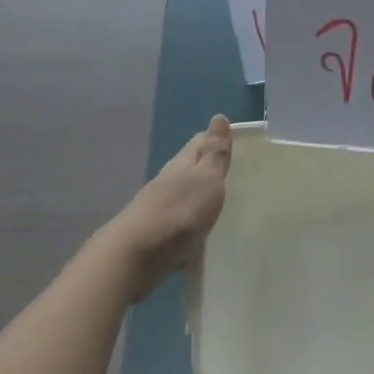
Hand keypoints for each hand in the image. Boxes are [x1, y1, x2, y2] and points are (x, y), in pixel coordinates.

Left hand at [101, 115, 232, 299]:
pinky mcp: (157, 236)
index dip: (216, 139)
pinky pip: (180, 224)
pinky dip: (192, 224)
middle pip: (190, 169)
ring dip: (200, 196)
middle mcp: (168, 182)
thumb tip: (219, 117)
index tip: (236, 141)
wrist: (136, 256)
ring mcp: (159, 209)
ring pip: (184, 196)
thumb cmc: (179, 212)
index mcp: (182, 164)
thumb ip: (214, 153)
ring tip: (222, 203)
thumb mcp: (206, 179)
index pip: (200, 142)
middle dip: (209, 168)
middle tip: (234, 171)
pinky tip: (202, 233)